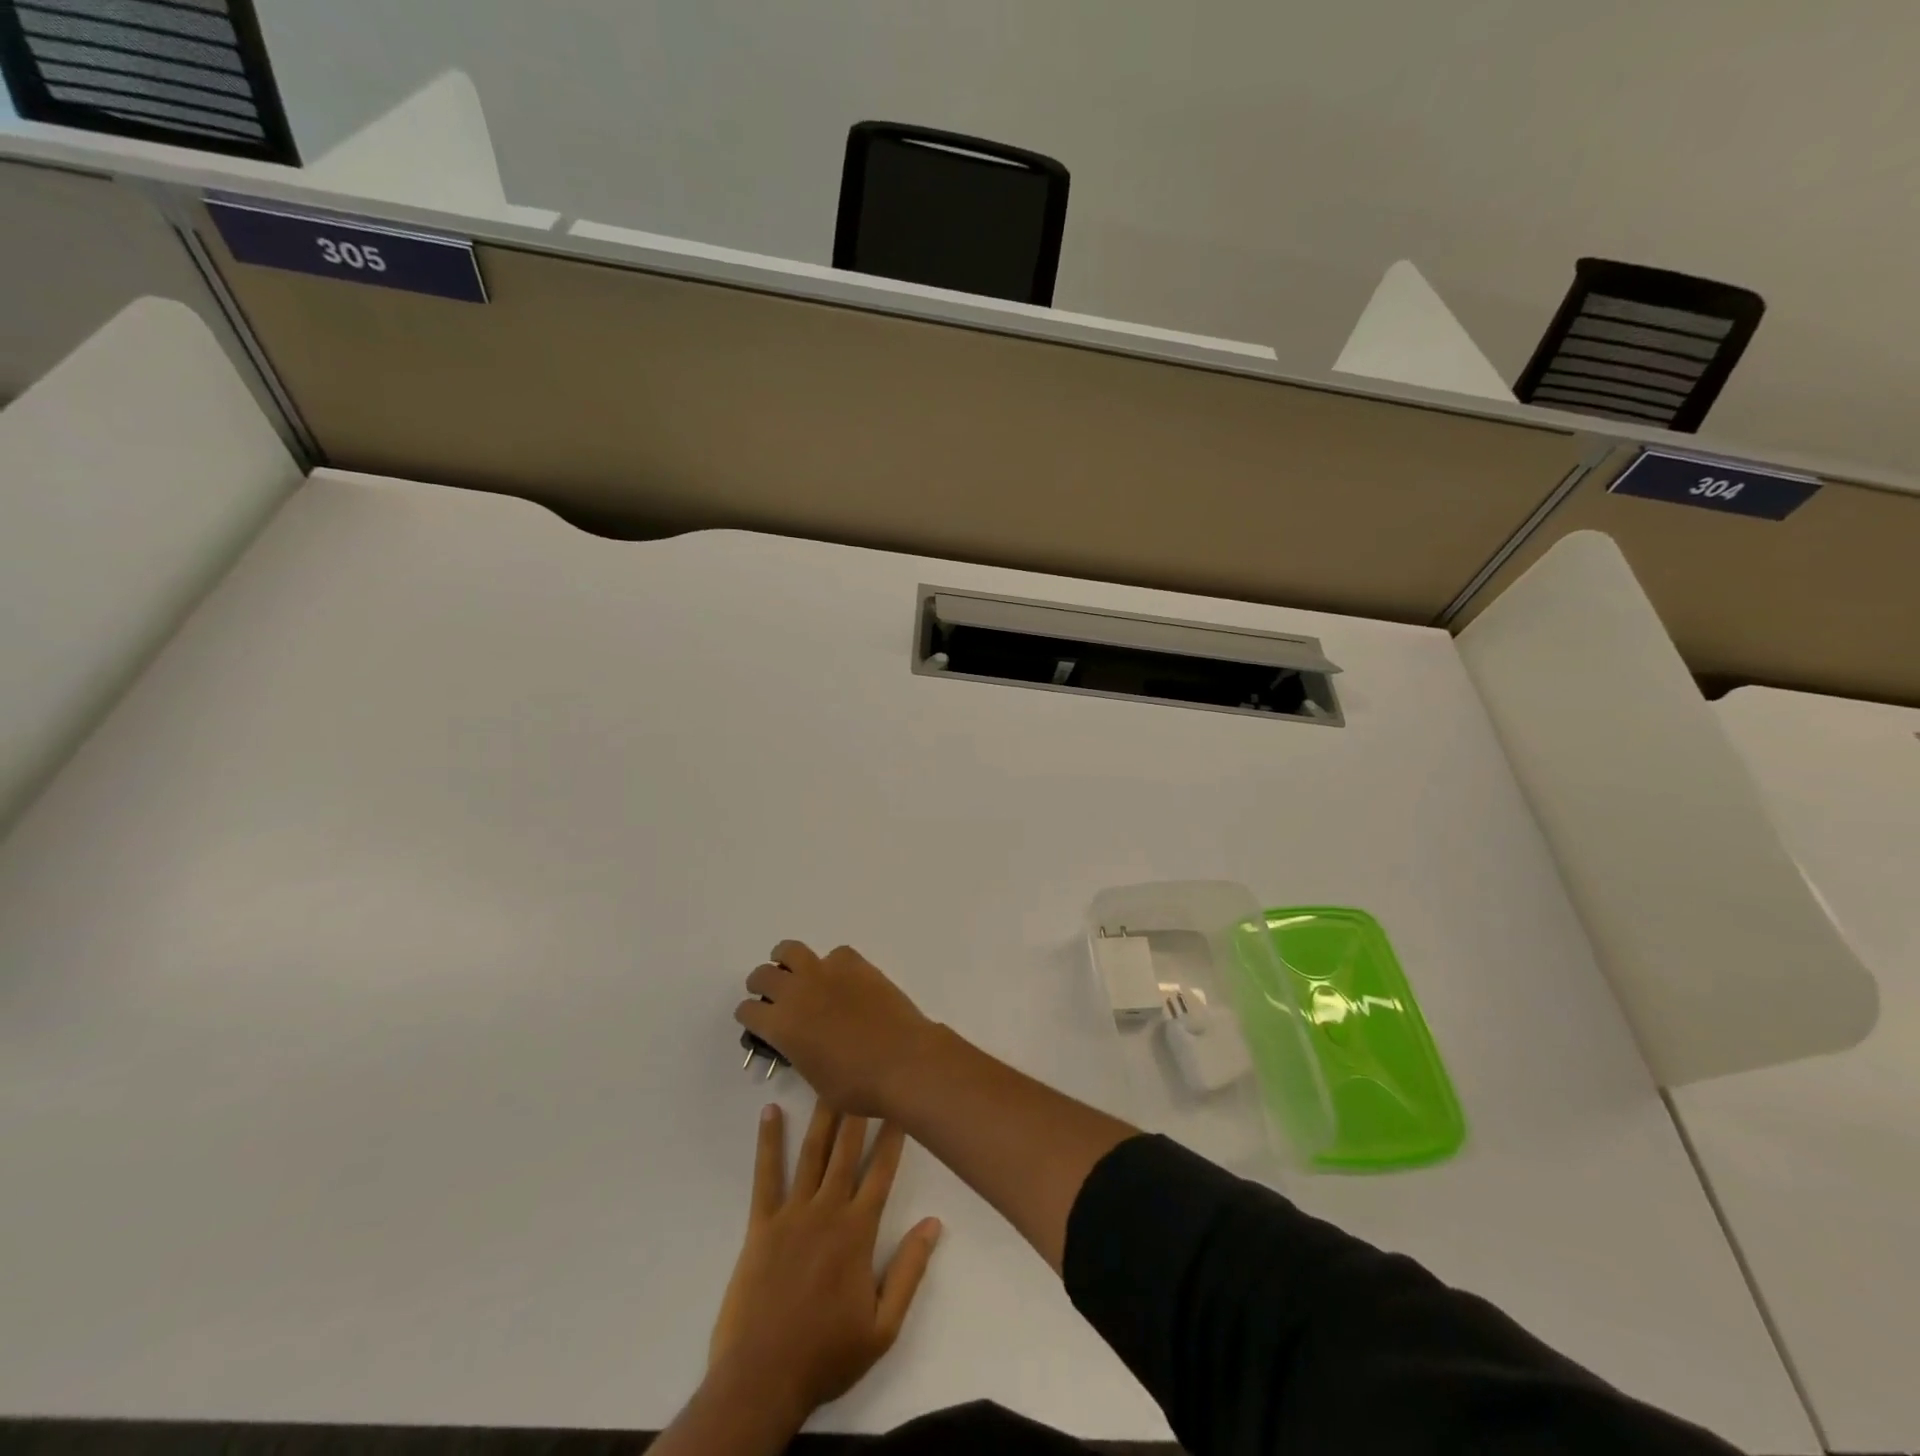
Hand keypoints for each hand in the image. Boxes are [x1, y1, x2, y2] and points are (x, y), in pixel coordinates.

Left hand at [708, 1100, 941, 1425]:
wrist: (761, 1380)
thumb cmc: (827, 1355)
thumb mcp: (883, 1326)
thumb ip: (909, 1270)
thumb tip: (934, 1223)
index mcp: (858, 1232)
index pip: (881, 1172)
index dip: (893, 1135)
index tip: (900, 1102)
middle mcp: (827, 1210)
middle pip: (846, 1150)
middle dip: (859, 1109)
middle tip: (864, 1070)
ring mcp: (792, 1213)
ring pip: (811, 1153)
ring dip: (821, 1115)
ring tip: (827, 1079)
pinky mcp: (761, 1224)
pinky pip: (766, 1175)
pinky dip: (768, 1142)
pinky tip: (770, 1113)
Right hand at [737, 942, 936, 1115]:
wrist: (902, 1060)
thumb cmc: (857, 1085)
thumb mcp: (815, 1079)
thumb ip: (800, 1053)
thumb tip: (802, 1041)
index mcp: (781, 1026)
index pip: (748, 1011)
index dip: (749, 1016)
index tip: (755, 1020)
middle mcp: (796, 992)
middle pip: (763, 975)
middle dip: (760, 984)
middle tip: (769, 992)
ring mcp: (826, 972)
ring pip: (791, 950)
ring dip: (786, 959)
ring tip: (794, 970)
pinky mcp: (854, 963)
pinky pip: (834, 954)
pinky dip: (832, 964)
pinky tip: (842, 979)